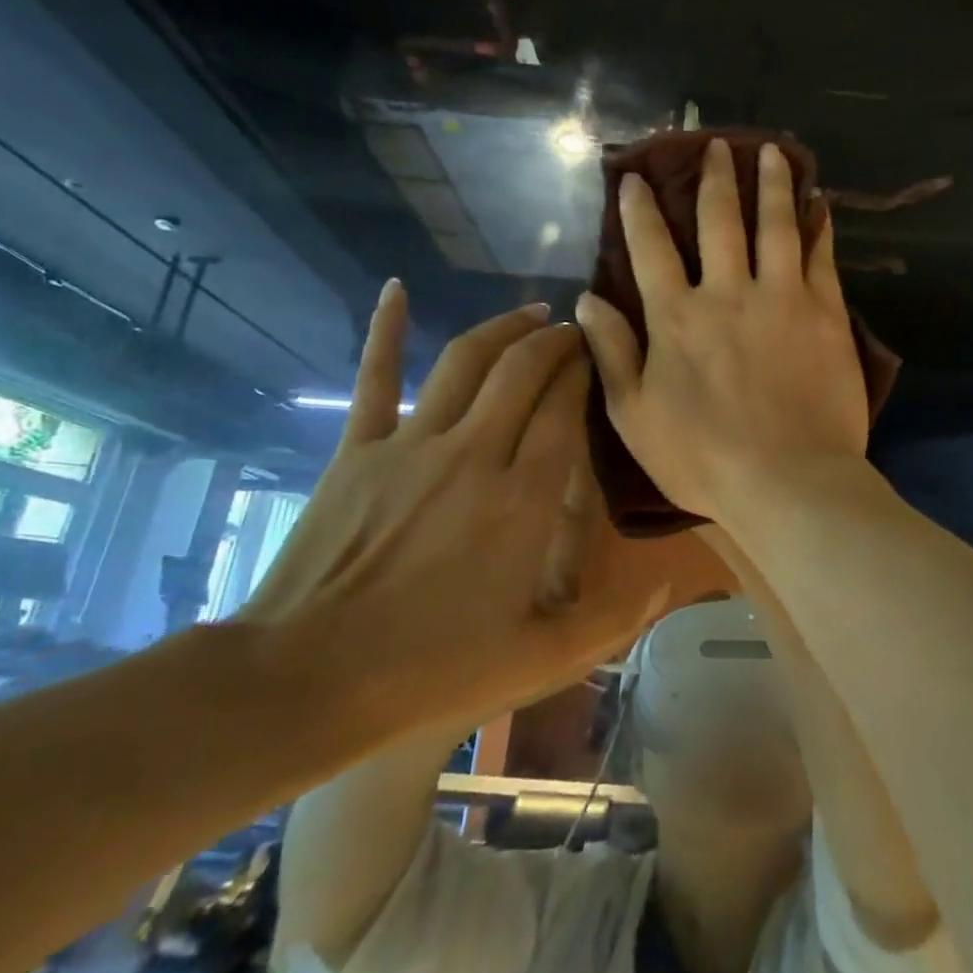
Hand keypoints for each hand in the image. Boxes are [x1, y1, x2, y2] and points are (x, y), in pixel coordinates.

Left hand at [242, 283, 669, 733]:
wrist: (305, 682)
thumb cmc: (431, 672)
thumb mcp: (539, 660)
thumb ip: (611, 620)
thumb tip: (667, 584)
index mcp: (523, 501)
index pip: (565, 411)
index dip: (586, 375)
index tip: (602, 359)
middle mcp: (475, 455)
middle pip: (525, 372)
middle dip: (556, 342)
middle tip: (575, 332)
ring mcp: (411, 445)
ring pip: (468, 362)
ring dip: (504, 328)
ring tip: (532, 314)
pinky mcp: (359, 450)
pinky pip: (376, 377)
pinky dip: (386, 330)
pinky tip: (396, 290)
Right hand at [576, 138, 868, 529]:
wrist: (789, 482)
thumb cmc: (703, 459)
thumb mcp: (635, 415)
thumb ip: (613, 352)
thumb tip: (586, 299)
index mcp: (676, 317)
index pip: (650, 247)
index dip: (639, 209)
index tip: (633, 179)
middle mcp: (727, 292)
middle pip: (719, 220)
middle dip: (714, 177)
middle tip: (716, 144)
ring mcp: (782, 298)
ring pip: (775, 225)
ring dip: (772, 184)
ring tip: (773, 151)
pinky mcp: (826, 313)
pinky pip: (821, 257)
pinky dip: (819, 226)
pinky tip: (820, 204)